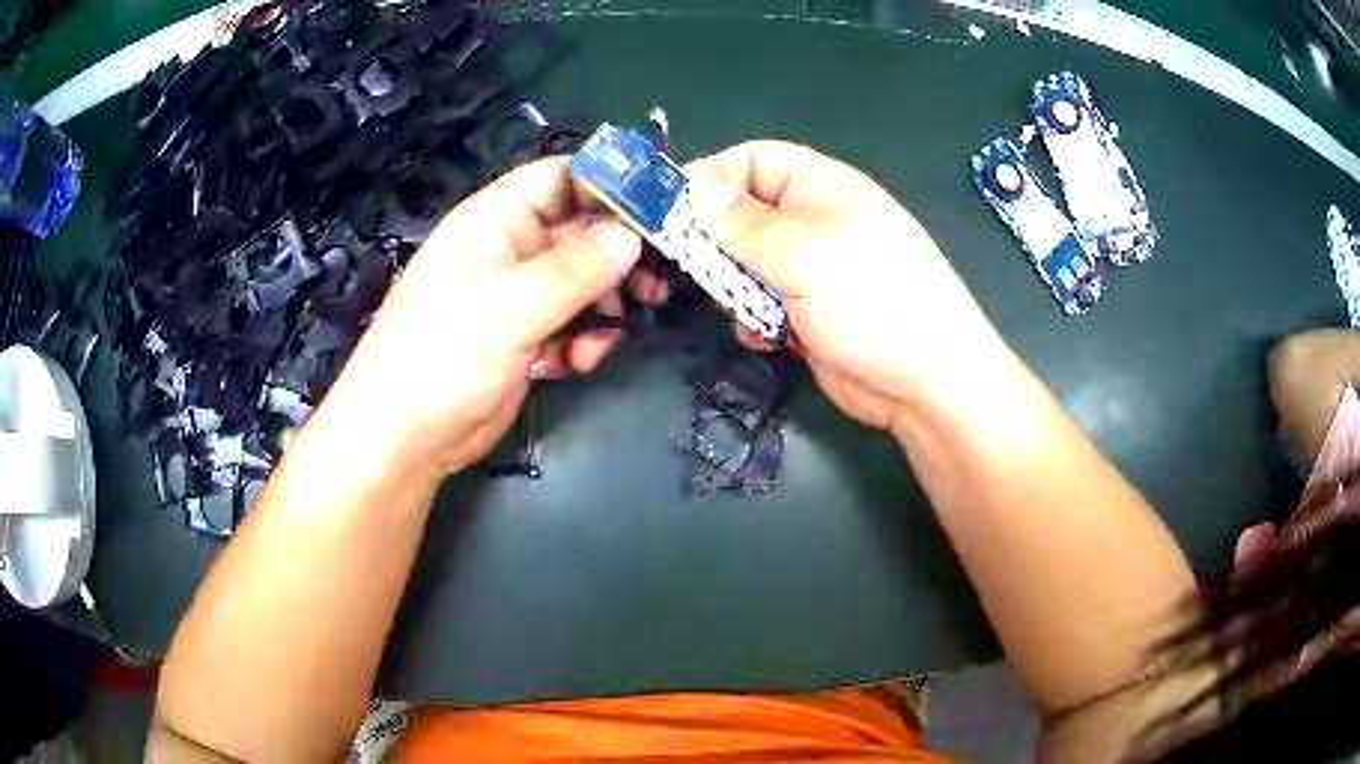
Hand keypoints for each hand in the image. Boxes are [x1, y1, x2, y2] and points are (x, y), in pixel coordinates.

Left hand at [316, 157, 641, 478]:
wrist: (404, 438)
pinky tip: (579, 362)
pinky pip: (569, 325)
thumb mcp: (511, 307)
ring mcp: (516, 297)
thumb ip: (575, 270)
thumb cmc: (444, 356)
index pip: (561, 178)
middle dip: (618, 255)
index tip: (661, 208)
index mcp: (495, 220)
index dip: (610, 185)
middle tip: (657, 281)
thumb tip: (632, 237)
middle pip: (580, 232)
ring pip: (581, 283)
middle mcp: (509, 251)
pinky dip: (582, 340)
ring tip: (614, 331)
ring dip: (604, 304)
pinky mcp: (524, 339)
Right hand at [686, 141, 1009, 434]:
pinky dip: (752, 318)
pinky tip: (765, 338)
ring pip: (744, 263)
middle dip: (713, 242)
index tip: (667, 213)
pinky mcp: (807, 312)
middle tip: (690, 272)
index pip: (750, 161)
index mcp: (820, 186)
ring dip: (733, 287)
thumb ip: (744, 223)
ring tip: (742, 310)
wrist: (927, 386)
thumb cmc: (874, 302)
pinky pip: (760, 303)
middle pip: (741, 213)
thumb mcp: (806, 253)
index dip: (708, 178)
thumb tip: (691, 188)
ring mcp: (811, 270)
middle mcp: (812, 221)